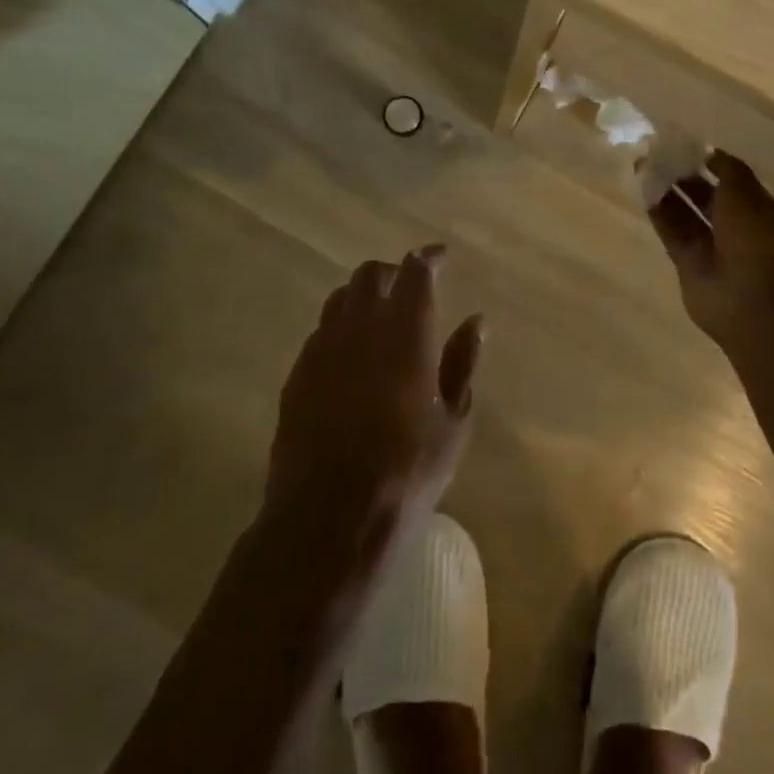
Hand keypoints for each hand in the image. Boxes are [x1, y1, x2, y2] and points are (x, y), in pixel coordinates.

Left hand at [265, 245, 483, 528]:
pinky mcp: (297, 374)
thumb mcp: (454, 420)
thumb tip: (476, 320)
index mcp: (406, 329)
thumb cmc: (407, 468)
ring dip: (362, 296)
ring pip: (340, 299)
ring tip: (379, 317)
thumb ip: (463, 362)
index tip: (441, 256)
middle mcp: (360, 325)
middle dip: (392, 271)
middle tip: (410, 287)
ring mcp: (322, 348)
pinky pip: (320, 332)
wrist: (328, 517)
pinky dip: (340, 328)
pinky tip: (351, 356)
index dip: (428, 257)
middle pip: (370, 274)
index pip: (415, 270)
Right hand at [647, 151, 773, 347]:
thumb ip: (727, 170)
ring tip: (643, 166)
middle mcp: (734, 226)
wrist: (749, 299)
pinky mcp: (687, 263)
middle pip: (706, 196)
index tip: (687, 145)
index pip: (732, 180)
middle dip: (685, 176)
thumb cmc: (754, 239)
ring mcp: (711, 246)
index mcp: (757, 208)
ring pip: (686, 213)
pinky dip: (659, 213)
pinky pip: (672, 232)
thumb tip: (711, 153)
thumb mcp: (745, 193)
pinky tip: (643, 192)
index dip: (711, 162)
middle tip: (658, 153)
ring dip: (667, 191)